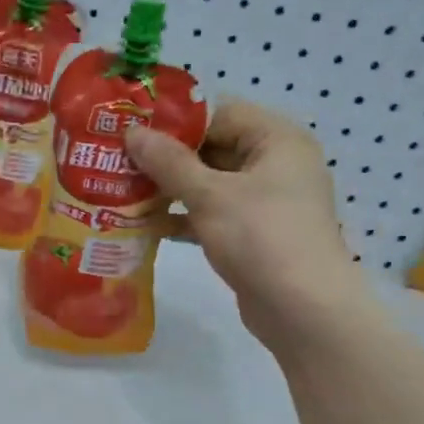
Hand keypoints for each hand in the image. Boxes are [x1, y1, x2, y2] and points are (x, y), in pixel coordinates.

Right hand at [125, 102, 368, 350]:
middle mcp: (275, 164)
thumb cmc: (261, 237)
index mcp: (277, 140)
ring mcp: (265, 202)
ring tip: (124, 190)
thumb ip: (169, 162)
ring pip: (210, 184)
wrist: (303, 310)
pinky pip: (213, 214)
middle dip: (167, 157)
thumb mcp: (210, 195)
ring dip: (171, 189)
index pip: (220, 113)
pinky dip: (184, 218)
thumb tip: (132, 132)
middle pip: (213, 148)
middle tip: (119, 160)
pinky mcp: (254, 234)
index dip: (175, 121)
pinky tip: (146, 225)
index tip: (132, 129)